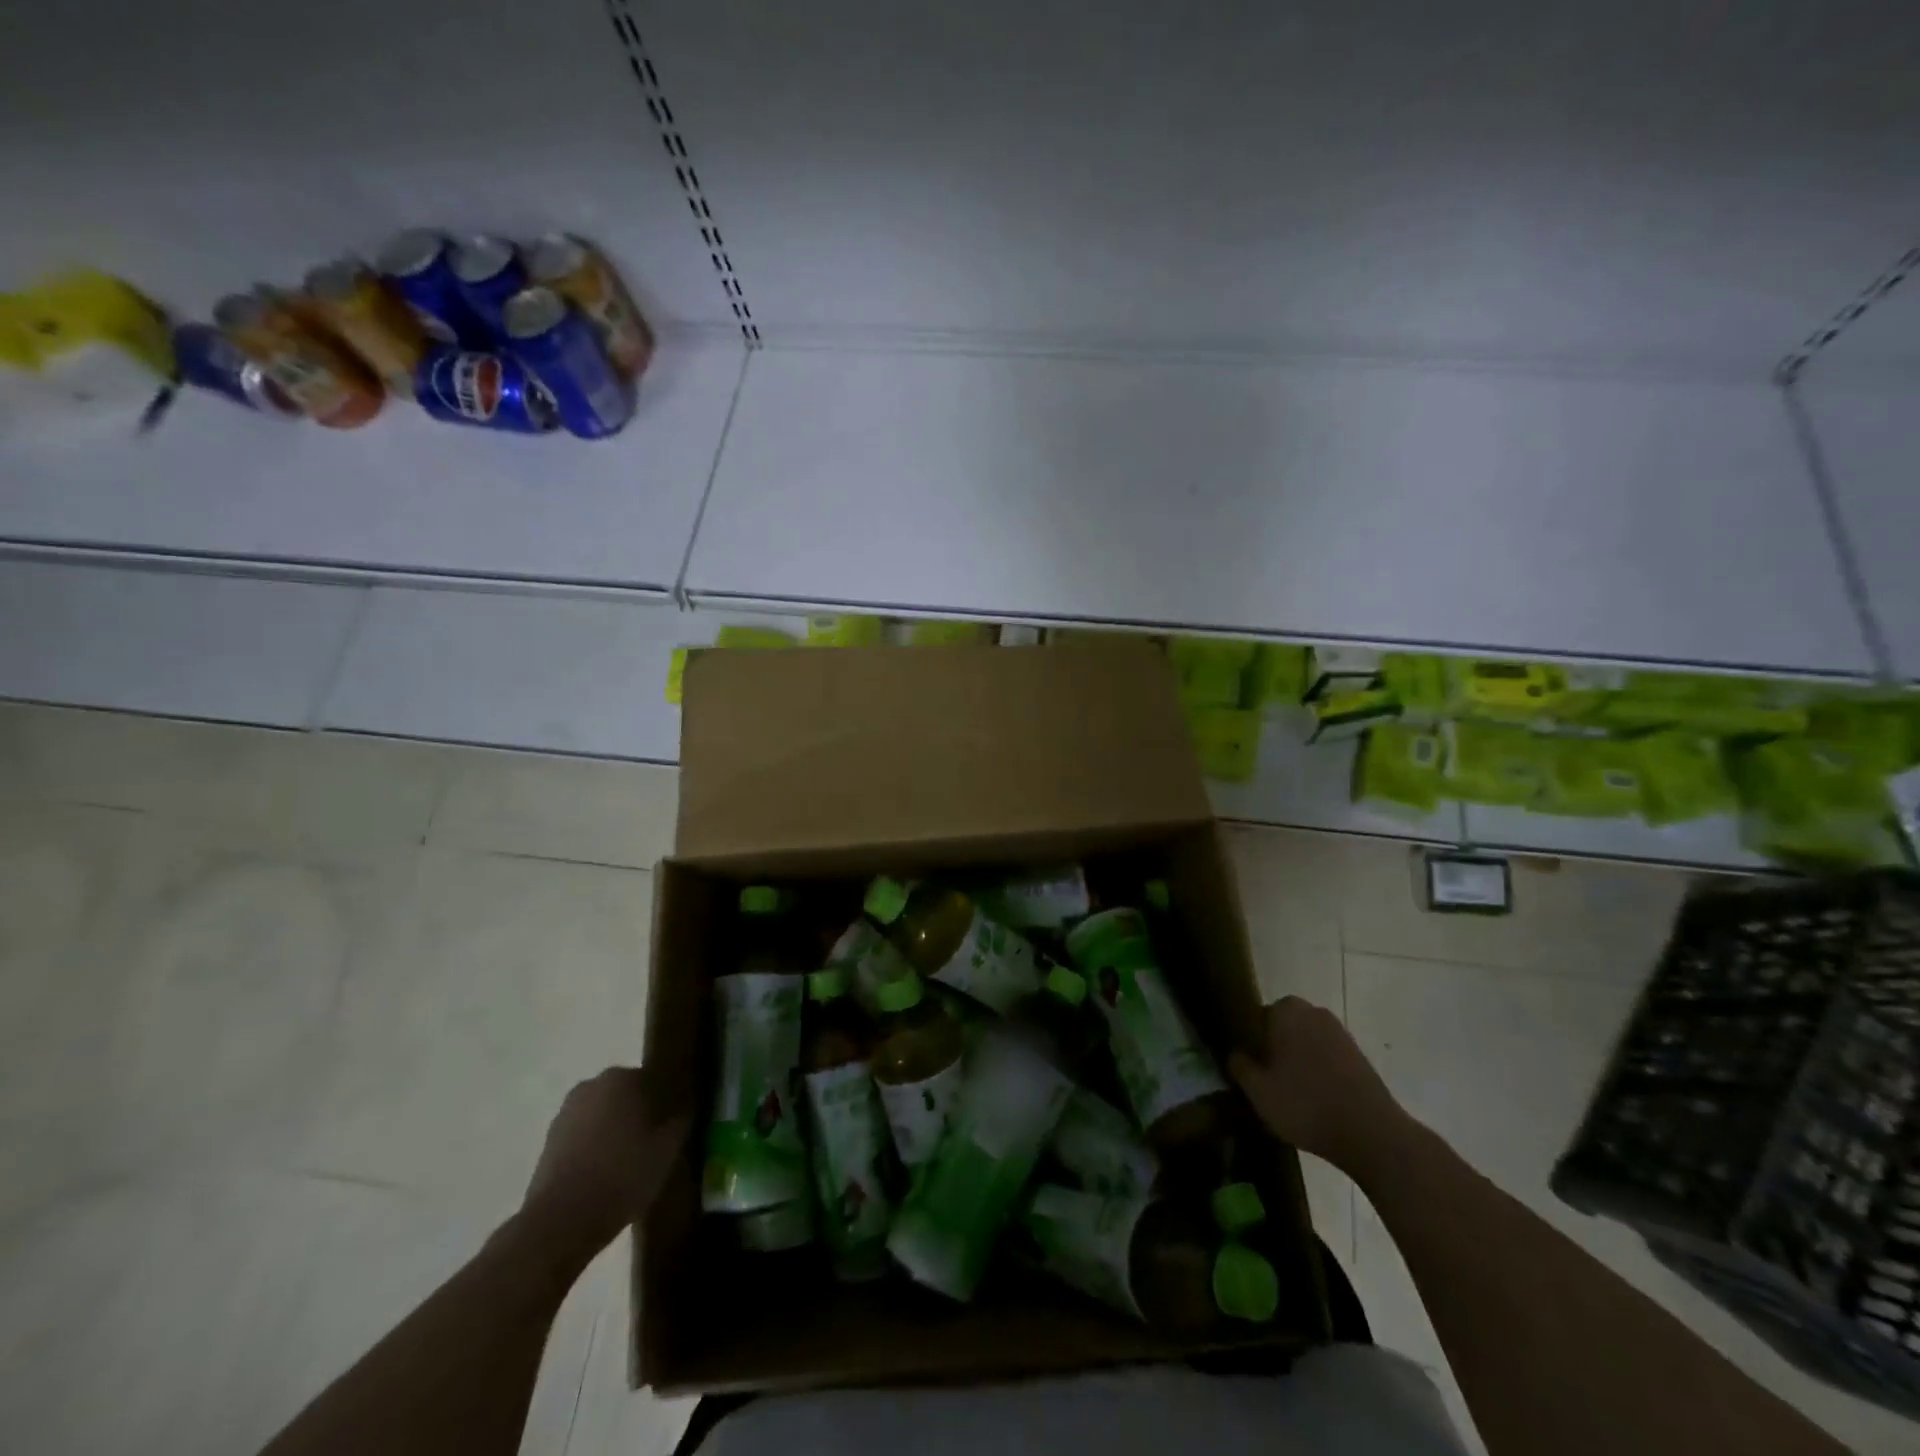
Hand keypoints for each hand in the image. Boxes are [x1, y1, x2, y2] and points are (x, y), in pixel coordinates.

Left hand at [523, 1067, 687, 1254]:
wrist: (560, 1221)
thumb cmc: (623, 1176)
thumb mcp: (667, 1149)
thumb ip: (680, 1119)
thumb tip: (684, 1107)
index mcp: (625, 1078)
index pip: (657, 1079)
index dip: (669, 1101)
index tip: (676, 1123)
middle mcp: (595, 1084)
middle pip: (628, 1092)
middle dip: (642, 1111)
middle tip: (655, 1141)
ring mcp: (568, 1110)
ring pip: (605, 1112)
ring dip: (617, 1126)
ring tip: (629, 1159)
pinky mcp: (551, 1137)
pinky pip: (585, 1131)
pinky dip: (596, 1143)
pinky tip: (604, 1170)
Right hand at [1229, 997, 1409, 1175]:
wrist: (1372, 1135)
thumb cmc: (1306, 1105)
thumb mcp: (1258, 1091)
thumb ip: (1239, 1066)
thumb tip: (1236, 1054)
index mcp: (1286, 1011)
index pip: (1256, 1017)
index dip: (1250, 1041)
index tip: (1249, 1066)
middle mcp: (1314, 1013)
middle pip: (1282, 1027)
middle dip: (1274, 1047)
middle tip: (1267, 1079)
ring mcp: (1340, 1033)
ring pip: (1306, 1041)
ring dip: (1298, 1059)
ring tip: (1291, 1092)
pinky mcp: (1359, 1056)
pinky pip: (1326, 1056)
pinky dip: (1319, 1070)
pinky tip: (1315, 1098)